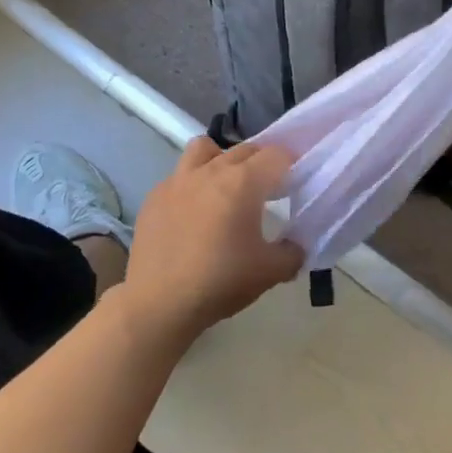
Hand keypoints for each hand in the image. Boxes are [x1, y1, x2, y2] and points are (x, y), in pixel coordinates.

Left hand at [121, 138, 303, 346]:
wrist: (159, 303)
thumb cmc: (220, 282)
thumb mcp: (270, 272)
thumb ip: (293, 253)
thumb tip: (296, 246)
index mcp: (243, 182)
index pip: (277, 155)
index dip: (292, 166)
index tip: (295, 186)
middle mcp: (211, 171)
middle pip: (245, 150)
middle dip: (262, 163)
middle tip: (269, 191)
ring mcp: (178, 180)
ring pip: (205, 149)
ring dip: (222, 159)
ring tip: (226, 187)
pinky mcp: (155, 196)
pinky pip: (180, 176)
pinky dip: (193, 184)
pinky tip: (194, 213)